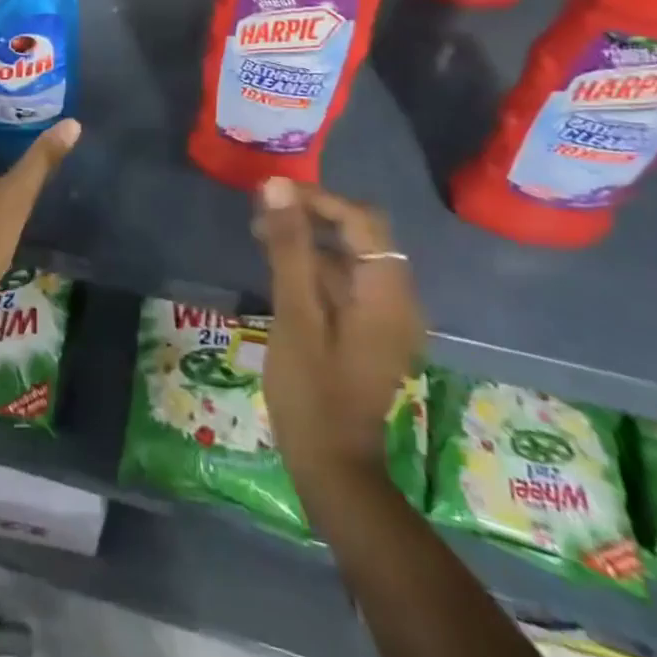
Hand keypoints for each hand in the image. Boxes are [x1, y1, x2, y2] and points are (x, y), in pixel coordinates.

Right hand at [254, 176, 424, 489]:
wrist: (332, 470)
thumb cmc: (312, 392)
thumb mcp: (295, 314)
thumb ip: (290, 247)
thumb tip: (278, 186)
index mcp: (388, 293)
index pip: (361, 220)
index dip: (317, 199)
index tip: (272, 194)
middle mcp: (396, 300)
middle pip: (360, 234)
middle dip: (312, 216)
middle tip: (262, 213)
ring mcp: (385, 319)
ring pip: (349, 257)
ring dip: (309, 240)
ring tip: (260, 235)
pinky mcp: (369, 333)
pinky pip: (346, 283)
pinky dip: (314, 268)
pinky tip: (278, 270)